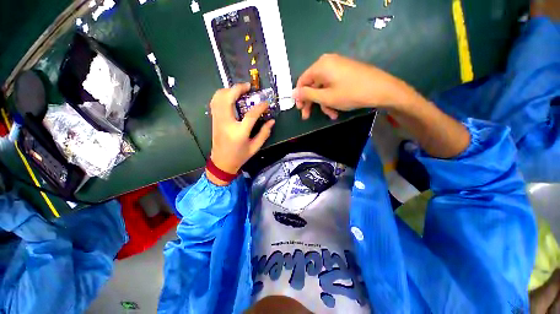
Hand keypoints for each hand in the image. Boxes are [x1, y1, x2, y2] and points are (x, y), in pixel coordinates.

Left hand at [207, 83, 274, 184]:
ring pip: (219, 97)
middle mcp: (226, 123)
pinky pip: (214, 101)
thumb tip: (271, 120)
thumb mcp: (255, 147)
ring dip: (229, 90)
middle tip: (249, 88)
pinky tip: (230, 96)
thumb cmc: (239, 156)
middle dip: (239, 88)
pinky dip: (222, 94)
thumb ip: (264, 133)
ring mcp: (217, 120)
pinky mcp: (214, 119)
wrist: (221, 163)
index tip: (266, 102)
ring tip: (240, 91)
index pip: (251, 114)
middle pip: (229, 98)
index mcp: (239, 132)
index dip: (260, 106)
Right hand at [292, 54, 422, 119]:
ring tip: (333, 114)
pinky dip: (334, 93)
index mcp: (320, 65)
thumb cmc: (353, 93)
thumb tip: (293, 92)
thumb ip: (308, 95)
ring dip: (326, 100)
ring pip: (325, 83)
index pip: (302, 80)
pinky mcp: (348, 68)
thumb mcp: (328, 97)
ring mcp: (339, 63)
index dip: (300, 97)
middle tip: (313, 116)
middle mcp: (327, 61)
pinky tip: (339, 105)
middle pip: (314, 82)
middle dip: (314, 101)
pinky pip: (334, 81)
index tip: (302, 111)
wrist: (382, 88)